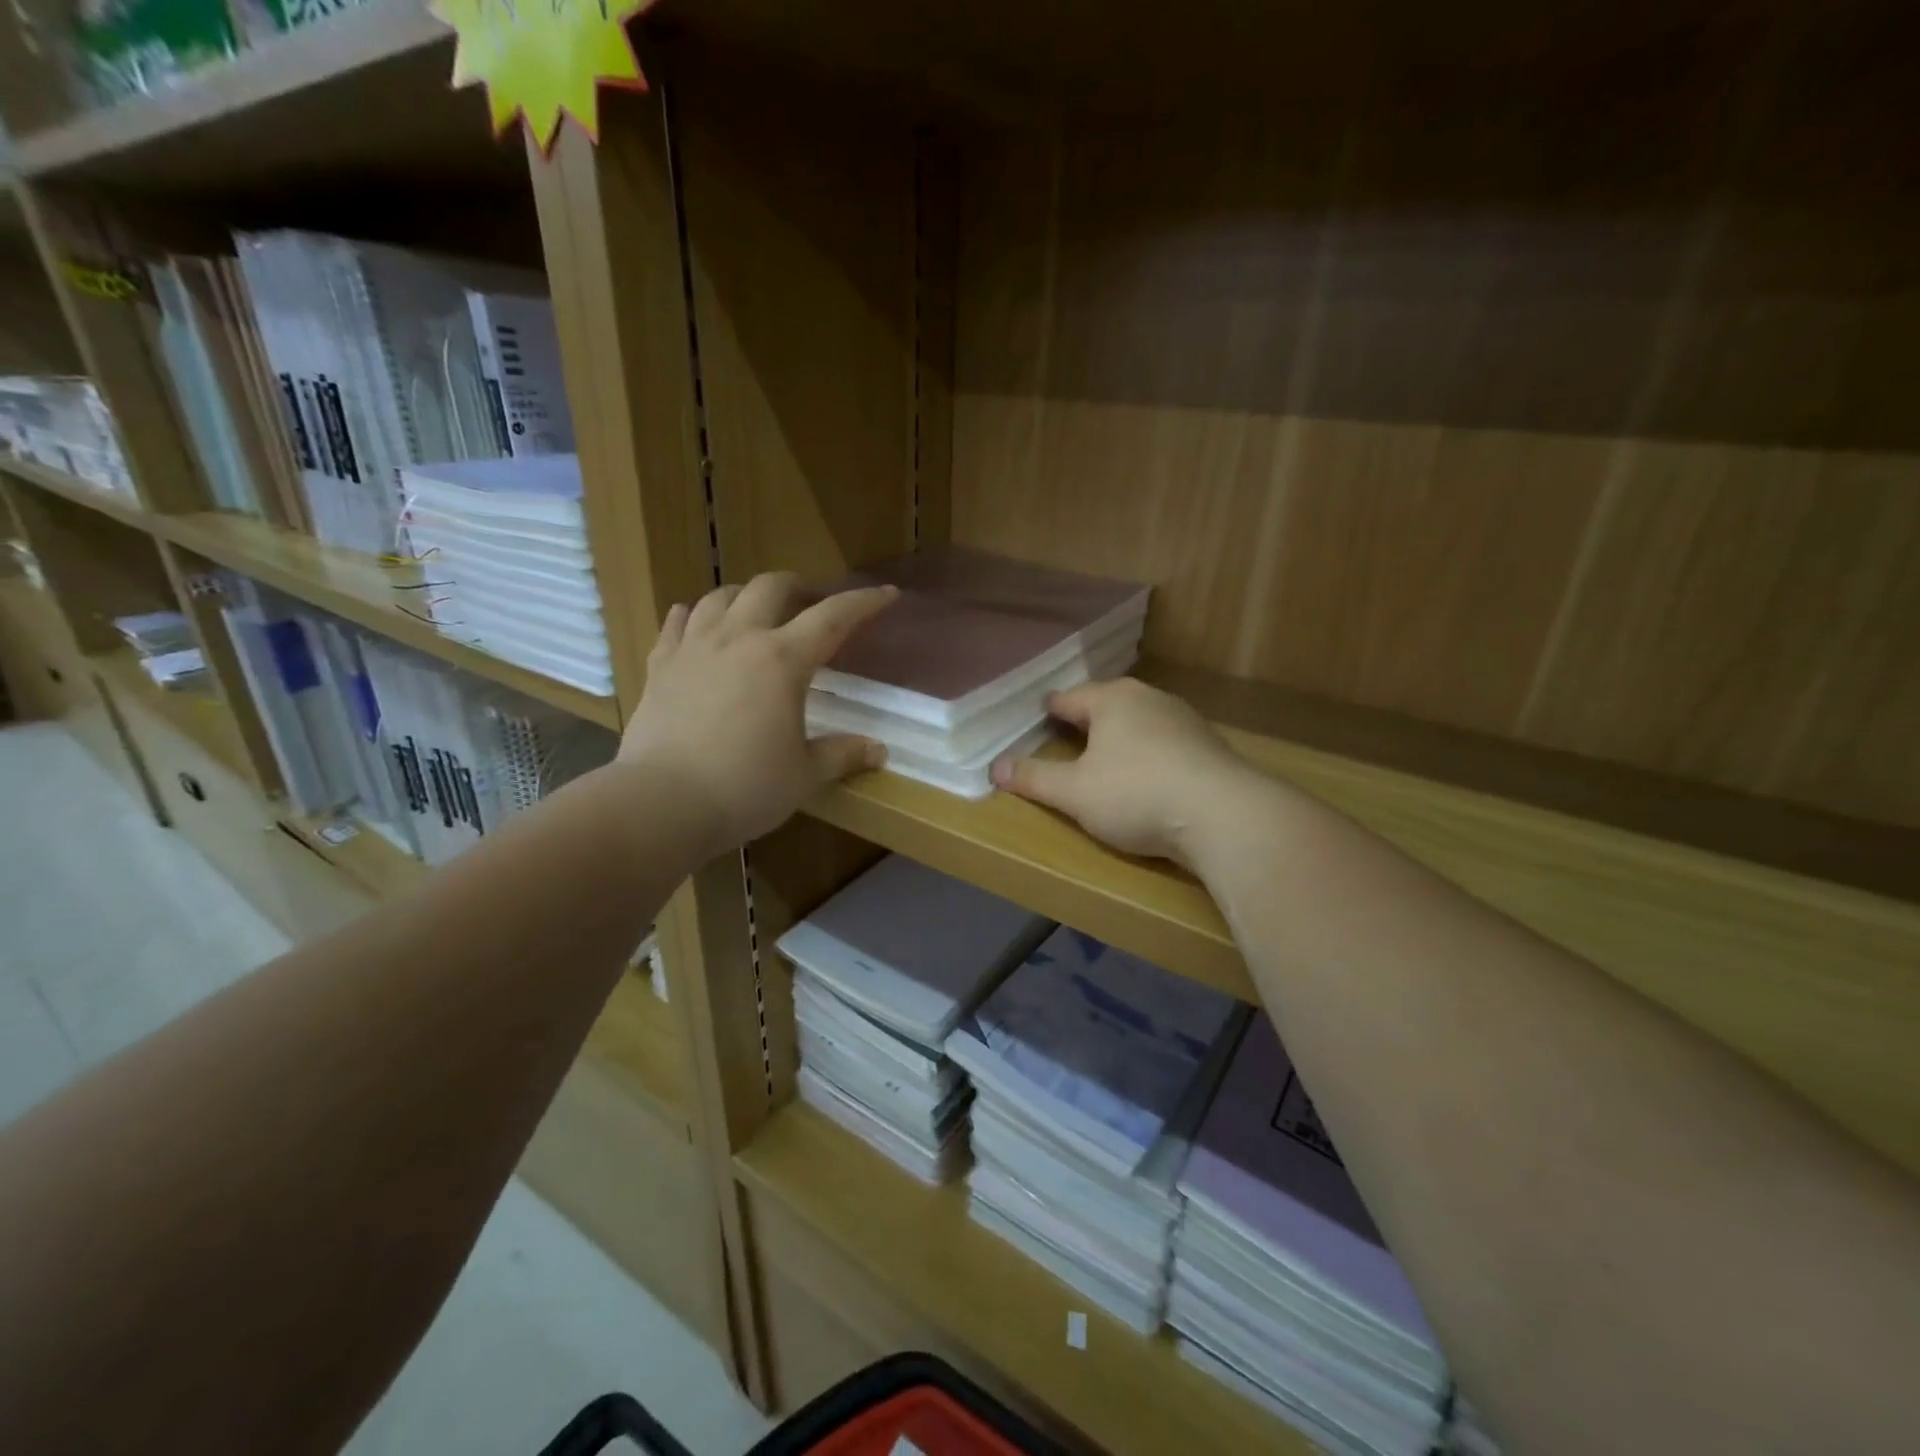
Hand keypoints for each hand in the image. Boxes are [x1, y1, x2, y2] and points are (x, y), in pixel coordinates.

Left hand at [619, 572, 896, 853]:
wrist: (661, 803)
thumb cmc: (744, 788)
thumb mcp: (804, 775)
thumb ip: (842, 755)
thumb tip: (879, 751)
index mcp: (782, 660)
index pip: (833, 617)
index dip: (863, 602)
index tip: (887, 593)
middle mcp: (738, 640)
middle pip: (770, 588)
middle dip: (797, 586)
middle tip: (810, 601)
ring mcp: (694, 648)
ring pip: (721, 597)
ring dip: (746, 595)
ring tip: (757, 610)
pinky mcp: (660, 666)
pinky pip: (677, 623)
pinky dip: (695, 615)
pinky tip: (697, 621)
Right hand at [989, 678, 1261, 868]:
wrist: (1225, 816)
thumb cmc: (1136, 794)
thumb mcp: (1074, 793)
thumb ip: (1034, 778)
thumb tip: (994, 767)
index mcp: (1112, 700)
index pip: (1068, 698)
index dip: (1048, 711)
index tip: (1036, 719)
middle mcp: (1149, 699)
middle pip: (1106, 705)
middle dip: (1087, 720)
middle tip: (1066, 738)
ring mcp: (1184, 720)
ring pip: (1140, 722)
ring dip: (1121, 737)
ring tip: (1106, 758)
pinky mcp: (1209, 746)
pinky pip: (1165, 743)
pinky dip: (1149, 755)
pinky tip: (1148, 777)